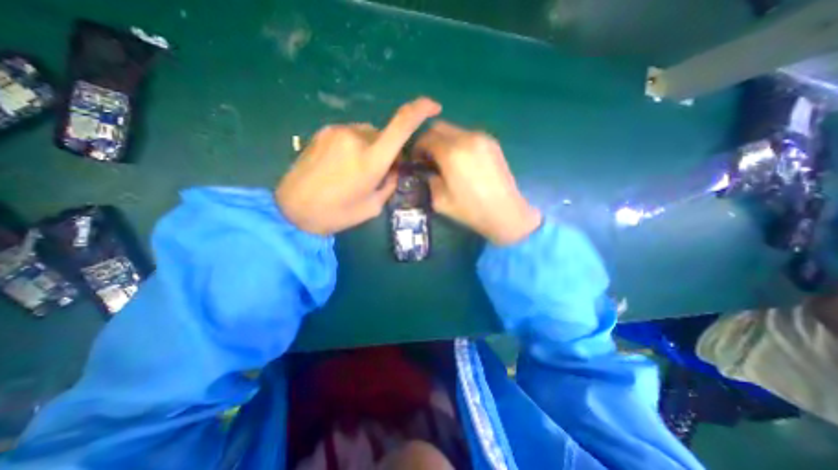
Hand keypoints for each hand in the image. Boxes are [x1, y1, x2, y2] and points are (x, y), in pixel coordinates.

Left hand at [278, 98, 440, 235]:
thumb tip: (394, 168)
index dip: (420, 110)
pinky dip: (355, 146)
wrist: (292, 209)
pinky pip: (350, 134)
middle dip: (387, 150)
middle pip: (384, 134)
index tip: (433, 107)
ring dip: (370, 148)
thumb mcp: (373, 206)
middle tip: (378, 172)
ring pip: (367, 134)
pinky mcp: (323, 132)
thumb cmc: (337, 214)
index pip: (401, 125)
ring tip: (355, 171)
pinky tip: (341, 165)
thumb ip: (389, 183)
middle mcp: (356, 138)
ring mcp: (337, 132)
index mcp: (371, 160)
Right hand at [414, 120, 543, 246]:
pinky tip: (463, 162)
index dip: (417, 148)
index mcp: (451, 153)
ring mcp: (481, 138)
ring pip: (454, 129)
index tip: (417, 160)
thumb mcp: (440, 200)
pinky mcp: (492, 142)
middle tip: (429, 158)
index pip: (425, 137)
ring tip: (447, 161)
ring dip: (444, 141)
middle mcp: (466, 138)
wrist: (505, 212)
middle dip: (429, 140)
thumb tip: (427, 170)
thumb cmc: (471, 210)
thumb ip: (429, 180)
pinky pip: (468, 135)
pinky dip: (459, 143)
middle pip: (438, 126)